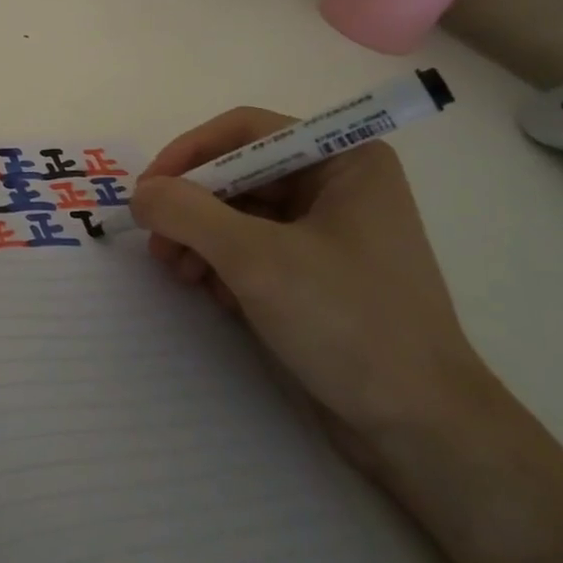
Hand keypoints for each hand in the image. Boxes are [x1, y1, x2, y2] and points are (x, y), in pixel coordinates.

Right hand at [132, 108, 497, 463]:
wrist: (422, 431)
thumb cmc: (347, 322)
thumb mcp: (256, 259)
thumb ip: (188, 213)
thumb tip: (141, 195)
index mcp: (343, 159)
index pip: (246, 132)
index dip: (189, 154)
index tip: (146, 191)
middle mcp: (339, 184)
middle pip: (241, 173)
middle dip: (193, 207)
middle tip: (156, 243)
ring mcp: (331, 231)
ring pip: (243, 214)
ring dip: (202, 239)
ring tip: (178, 273)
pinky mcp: (320, 273)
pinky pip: (257, 249)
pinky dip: (226, 265)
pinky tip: (215, 296)